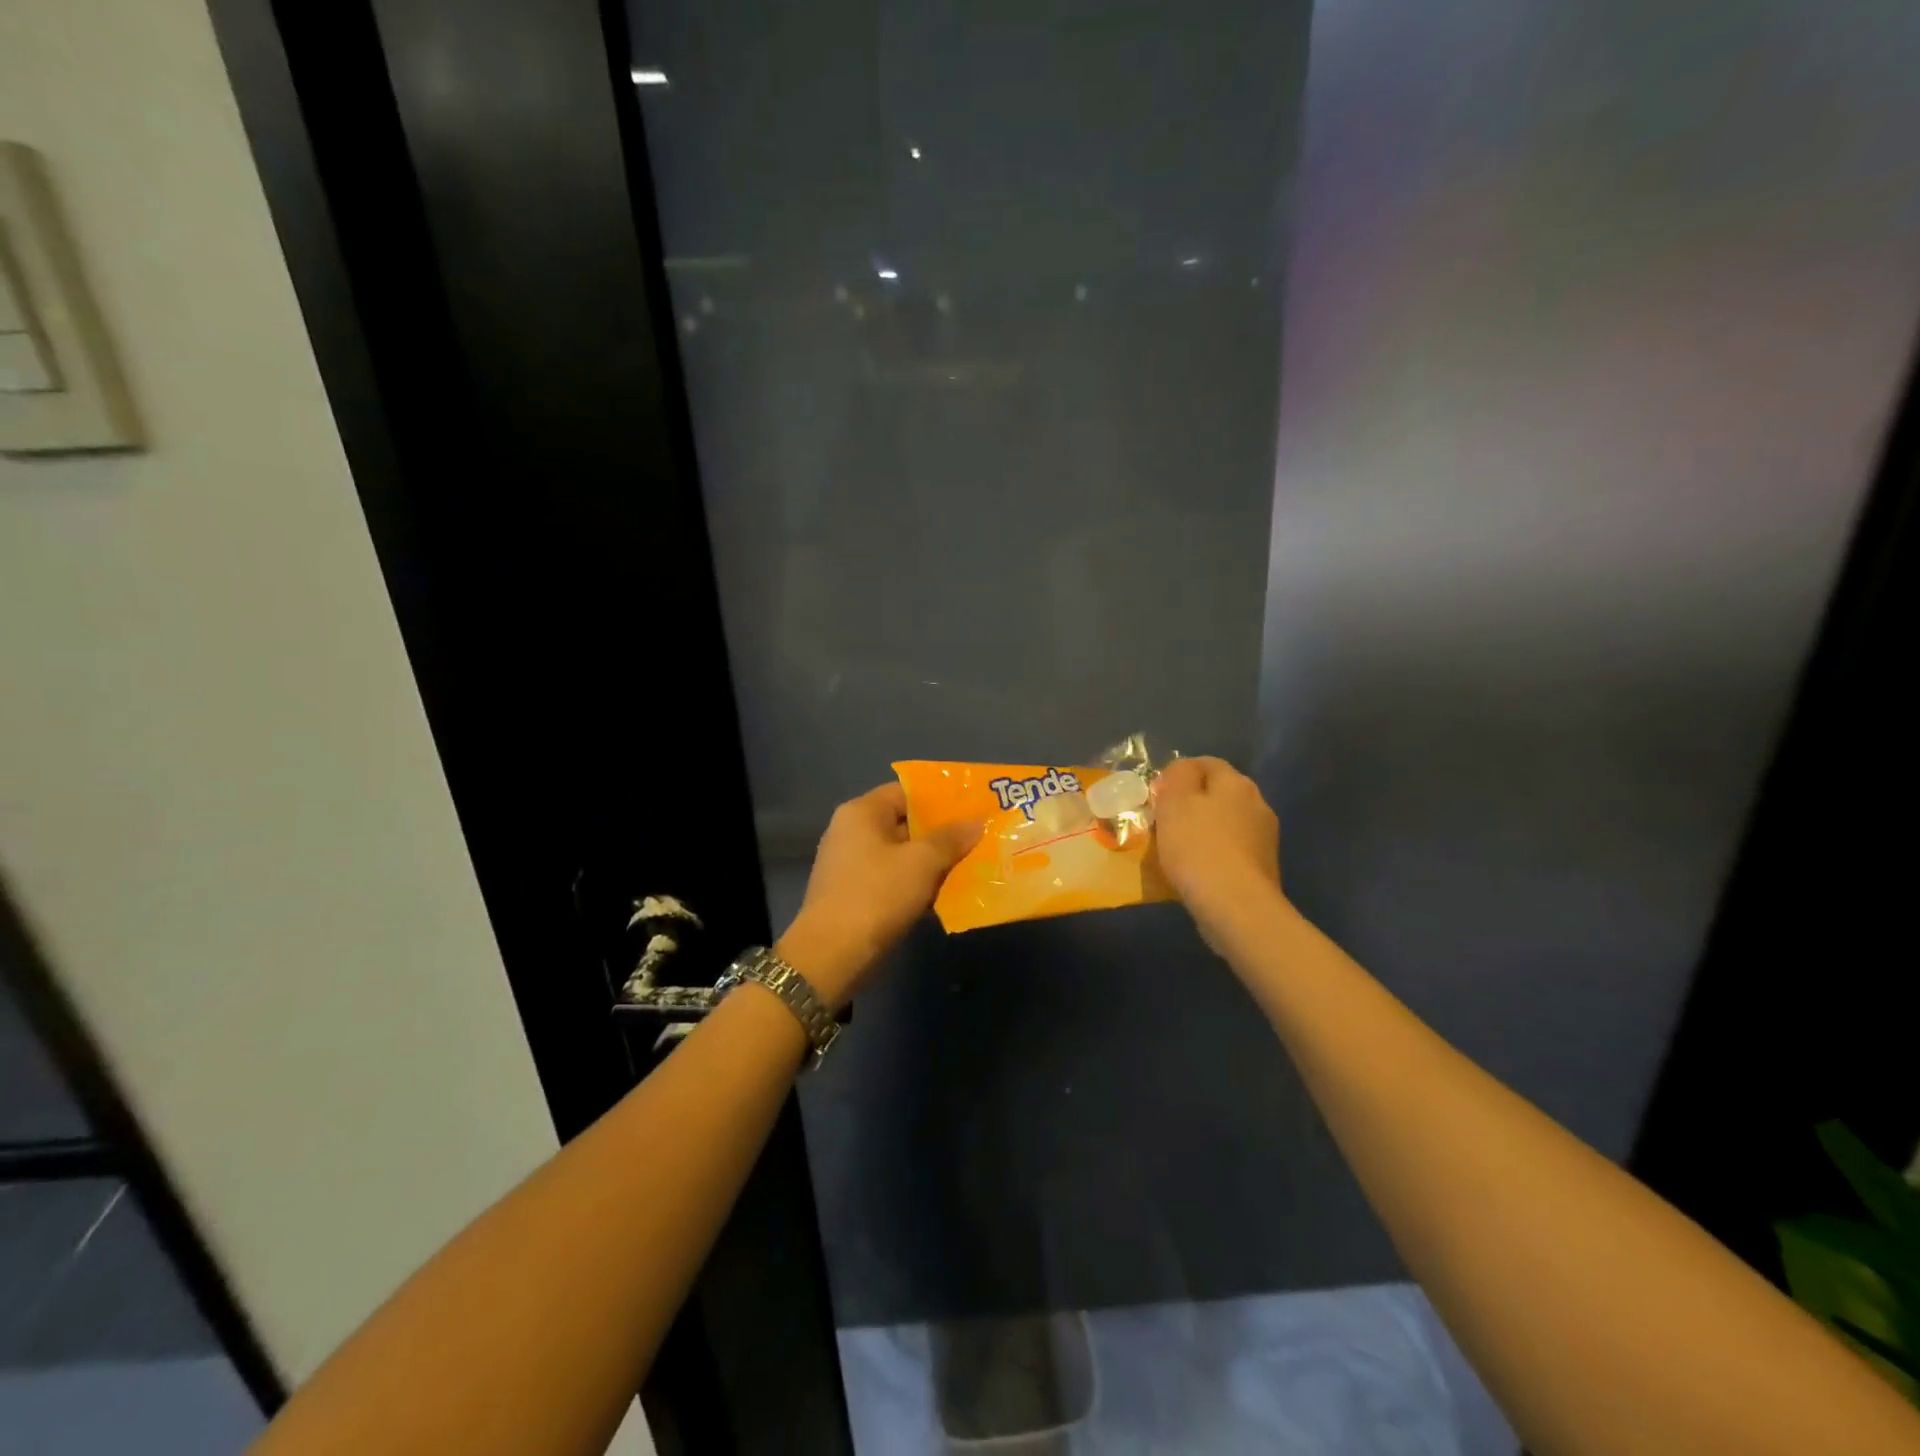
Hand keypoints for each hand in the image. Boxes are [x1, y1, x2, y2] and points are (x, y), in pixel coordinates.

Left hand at [776, 783, 980, 1007]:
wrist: (832, 955)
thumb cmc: (876, 895)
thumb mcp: (921, 862)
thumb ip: (950, 839)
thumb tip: (976, 822)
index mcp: (861, 813)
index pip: (905, 791)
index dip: (939, 798)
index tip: (972, 805)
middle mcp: (852, 832)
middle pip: (905, 823)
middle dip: (941, 832)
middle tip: (979, 835)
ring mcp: (852, 866)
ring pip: (902, 855)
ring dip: (933, 861)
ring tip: (973, 863)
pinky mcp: (857, 895)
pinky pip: (895, 880)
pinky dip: (918, 884)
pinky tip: (948, 893)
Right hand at [1152, 756, 1282, 948]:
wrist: (1235, 906)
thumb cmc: (1197, 846)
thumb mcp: (1174, 801)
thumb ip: (1177, 775)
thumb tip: (1182, 771)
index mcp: (1236, 782)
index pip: (1205, 763)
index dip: (1177, 774)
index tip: (1156, 795)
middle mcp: (1257, 803)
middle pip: (1217, 794)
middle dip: (1191, 803)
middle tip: (1163, 822)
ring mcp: (1264, 837)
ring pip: (1225, 823)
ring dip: (1203, 830)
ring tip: (1176, 850)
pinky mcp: (1263, 867)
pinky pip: (1231, 850)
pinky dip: (1213, 854)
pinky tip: (1196, 871)